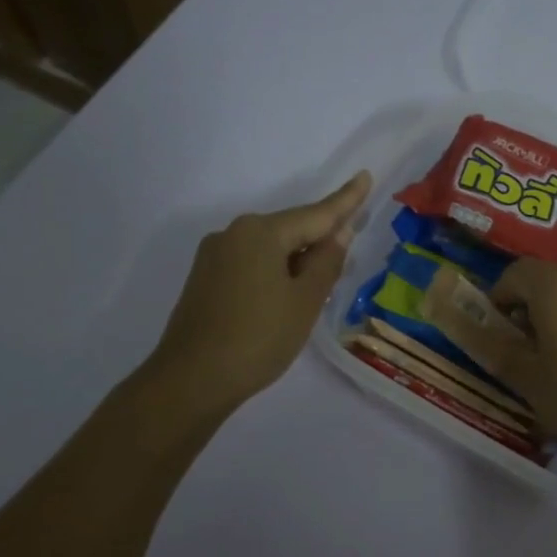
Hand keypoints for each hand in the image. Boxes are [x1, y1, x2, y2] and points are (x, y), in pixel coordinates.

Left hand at [148, 172, 370, 415]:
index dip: (345, 200)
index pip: (316, 214)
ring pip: (270, 249)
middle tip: (348, 252)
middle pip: (291, 229)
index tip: (365, 177)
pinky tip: (286, 297)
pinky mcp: (206, 279)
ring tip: (318, 287)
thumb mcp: (305, 301)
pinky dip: (275, 272)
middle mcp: (234, 234)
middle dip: (320, 238)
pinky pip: (252, 264)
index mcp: (261, 232)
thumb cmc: (259, 338)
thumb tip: (339, 232)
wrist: (192, 379)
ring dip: (298, 260)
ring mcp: (215, 256)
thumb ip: (326, 262)